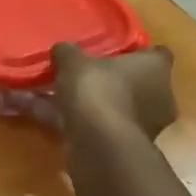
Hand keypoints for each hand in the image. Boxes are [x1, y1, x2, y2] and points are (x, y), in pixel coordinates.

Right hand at [51, 43, 177, 139]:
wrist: (99, 144)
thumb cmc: (98, 90)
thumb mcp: (74, 62)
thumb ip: (68, 52)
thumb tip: (62, 49)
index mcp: (156, 69)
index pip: (156, 54)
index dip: (136, 53)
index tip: (114, 52)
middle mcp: (157, 97)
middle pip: (133, 83)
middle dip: (108, 81)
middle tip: (79, 75)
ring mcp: (141, 125)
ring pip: (109, 108)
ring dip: (84, 103)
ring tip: (46, 94)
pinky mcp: (120, 146)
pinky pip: (93, 126)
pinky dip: (69, 121)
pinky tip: (37, 114)